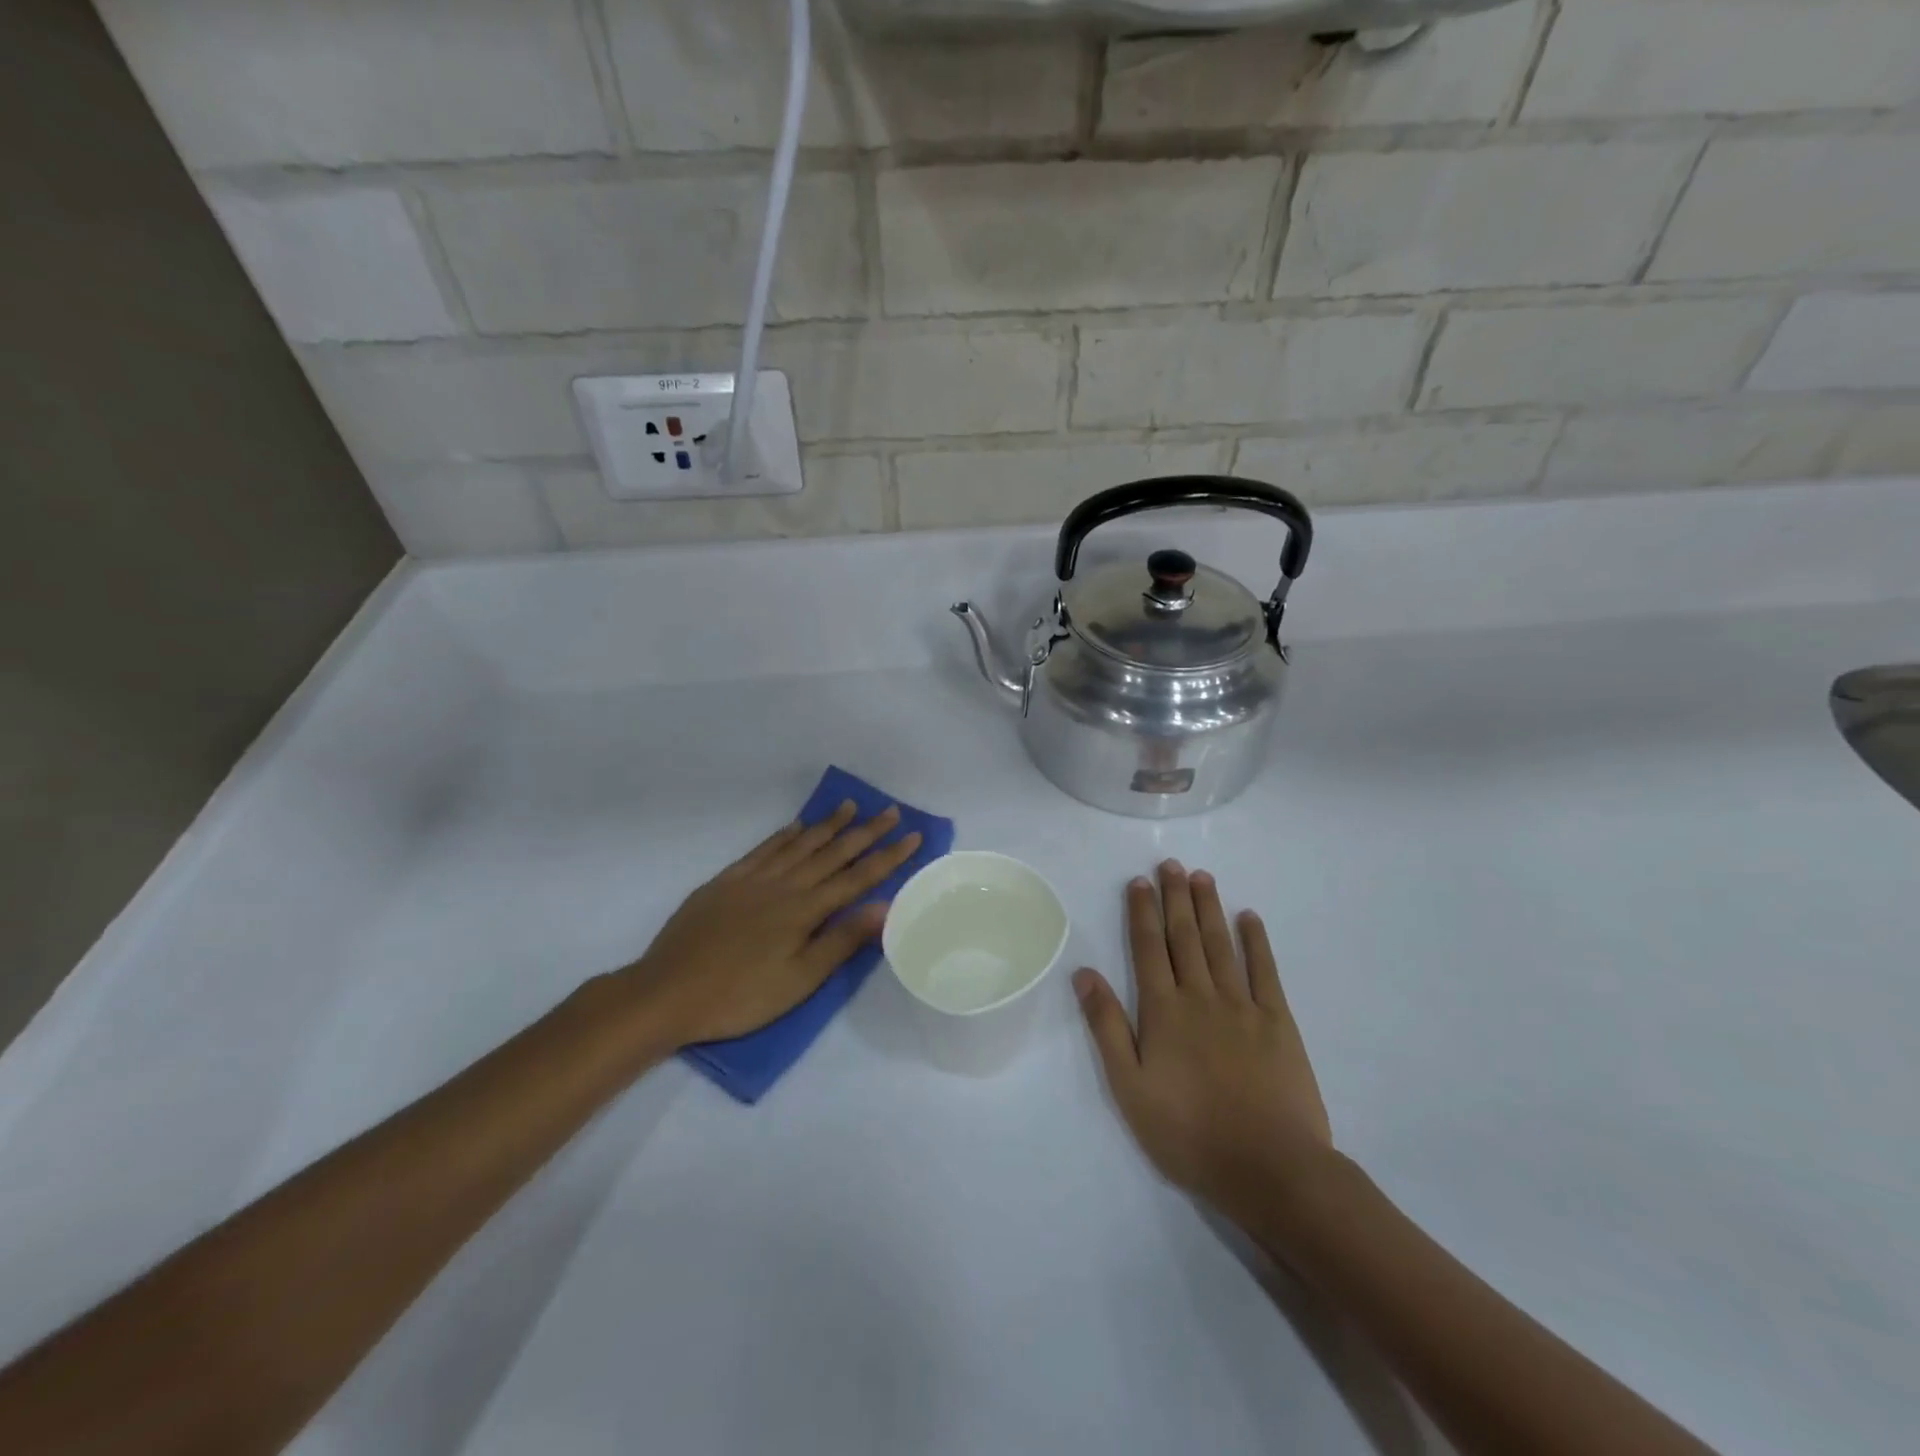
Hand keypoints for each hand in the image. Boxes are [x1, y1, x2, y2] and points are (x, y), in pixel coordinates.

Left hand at [619, 802, 921, 1049]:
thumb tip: (884, 907)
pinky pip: (764, 849)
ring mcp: (753, 879)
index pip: (857, 876)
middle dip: (866, 831)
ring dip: (828, 824)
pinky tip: (796, 826)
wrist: (667, 992)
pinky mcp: (726, 881)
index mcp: (805, 910)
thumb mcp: (799, 980)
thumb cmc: (740, 995)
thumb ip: (842, 941)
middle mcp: (784, 885)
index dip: (888, 856)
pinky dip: (784, 834)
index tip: (913, 835)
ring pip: (800, 844)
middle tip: (891, 810)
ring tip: (850, 806)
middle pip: (833, 852)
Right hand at [1073, 860, 1334, 1226]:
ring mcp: (1243, 1006)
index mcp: (1163, 1011)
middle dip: (1175, 897)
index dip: (1142, 911)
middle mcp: (1200, 995)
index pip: (1148, 948)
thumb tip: (1084, 973)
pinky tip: (1250, 917)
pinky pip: (1265, 971)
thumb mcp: (1129, 1087)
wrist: (1269, 1168)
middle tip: (1170, 864)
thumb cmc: (1188, 1133)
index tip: (1139, 881)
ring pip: (1221, 944)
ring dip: (1209, 908)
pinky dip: (1256, 941)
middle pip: (1184, 936)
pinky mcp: (1278, 1022)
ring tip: (1202, 877)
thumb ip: (1107, 1026)